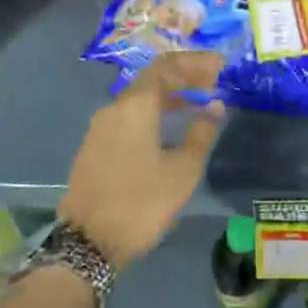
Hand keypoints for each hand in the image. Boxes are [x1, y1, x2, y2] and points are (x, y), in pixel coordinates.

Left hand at [60, 52, 224, 268]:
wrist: (87, 244)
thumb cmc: (141, 203)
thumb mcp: (182, 171)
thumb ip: (201, 133)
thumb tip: (213, 106)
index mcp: (136, 106)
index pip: (167, 66)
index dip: (195, 62)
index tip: (219, 65)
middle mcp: (114, 108)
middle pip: (152, 80)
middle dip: (183, 77)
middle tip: (212, 82)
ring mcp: (100, 128)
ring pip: (139, 99)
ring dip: (169, 96)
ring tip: (196, 104)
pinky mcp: (94, 147)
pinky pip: (129, 116)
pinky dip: (153, 113)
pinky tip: (169, 128)